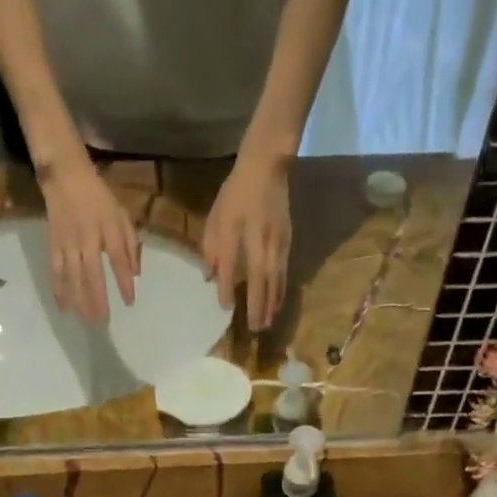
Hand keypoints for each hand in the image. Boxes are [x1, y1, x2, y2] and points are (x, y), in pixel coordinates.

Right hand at [38, 156, 139, 324]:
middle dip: (98, 300)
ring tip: (86, 321)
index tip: (129, 302)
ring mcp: (68, 243)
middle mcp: (87, 238)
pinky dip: (59, 290)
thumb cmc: (98, 198)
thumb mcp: (121, 215)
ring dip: (79, 301)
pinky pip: (55, 271)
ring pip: (73, 277)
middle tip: (103, 322)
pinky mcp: (53, 244)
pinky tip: (64, 308)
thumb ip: (130, 244)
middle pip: (92, 275)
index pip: (118, 260)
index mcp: (108, 229)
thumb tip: (136, 274)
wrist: (65, 175)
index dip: (124, 282)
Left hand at [203, 153, 291, 330]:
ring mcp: (278, 247)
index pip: (231, 270)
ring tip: (267, 324)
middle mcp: (261, 247)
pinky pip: (284, 275)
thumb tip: (210, 276)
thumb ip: (212, 248)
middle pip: (260, 284)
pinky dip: (280, 292)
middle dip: (257, 308)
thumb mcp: (217, 217)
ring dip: (271, 305)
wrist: (267, 167)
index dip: (227, 289)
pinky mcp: (287, 245)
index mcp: (240, 237)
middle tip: (255, 330)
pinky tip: (277, 303)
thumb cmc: (237, 193)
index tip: (225, 308)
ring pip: (275, 283)